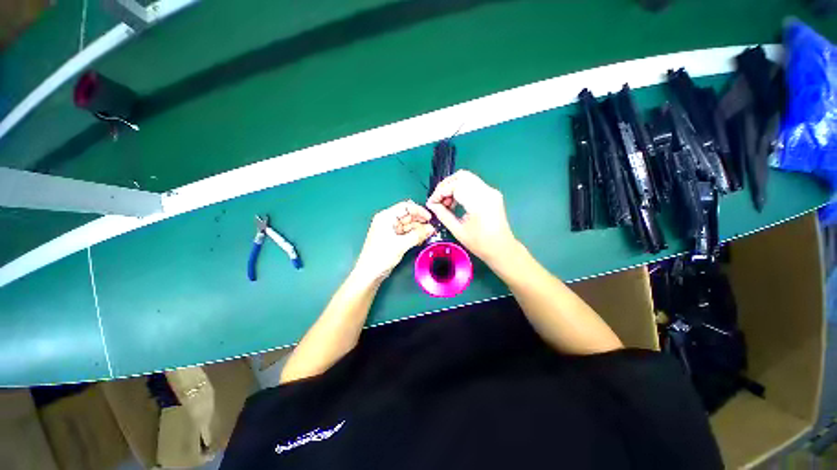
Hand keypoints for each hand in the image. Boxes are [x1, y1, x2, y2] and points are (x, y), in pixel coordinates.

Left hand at [354, 200, 435, 280]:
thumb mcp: (401, 244)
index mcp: (386, 217)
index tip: (430, 218)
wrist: (370, 273)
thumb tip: (430, 229)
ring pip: (407, 224)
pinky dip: (413, 234)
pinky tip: (420, 239)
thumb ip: (418, 235)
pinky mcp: (391, 238)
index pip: (406, 207)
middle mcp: (387, 220)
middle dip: (420, 221)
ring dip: (418, 229)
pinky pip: (405, 232)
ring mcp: (389, 229)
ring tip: (428, 235)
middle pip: (407, 215)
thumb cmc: (380, 256)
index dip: (419, 211)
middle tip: (431, 229)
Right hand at [426, 170, 517, 263]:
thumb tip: (431, 205)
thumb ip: (443, 214)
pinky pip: (473, 184)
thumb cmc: (480, 244)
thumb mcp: (457, 230)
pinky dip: (461, 189)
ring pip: (467, 178)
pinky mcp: (492, 193)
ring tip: (447, 203)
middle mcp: (487, 191)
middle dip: (445, 185)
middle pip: (461, 176)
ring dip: (453, 187)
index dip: (440, 192)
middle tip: (438, 199)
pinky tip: (456, 202)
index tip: (432, 202)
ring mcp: (491, 191)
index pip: (455, 185)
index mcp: (479, 202)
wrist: (502, 249)